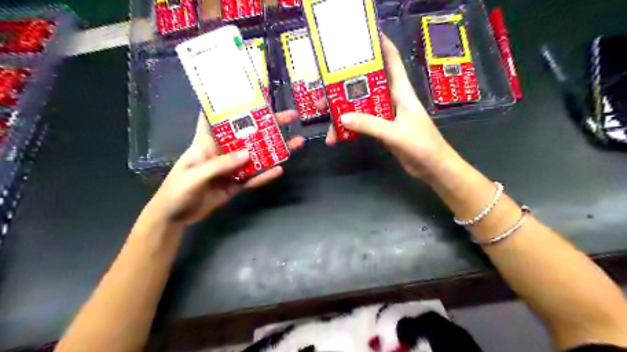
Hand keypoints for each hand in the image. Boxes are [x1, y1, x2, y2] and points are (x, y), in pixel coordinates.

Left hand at [147, 109, 303, 226]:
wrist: (175, 218)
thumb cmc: (177, 191)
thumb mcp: (195, 175)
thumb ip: (220, 165)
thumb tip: (248, 154)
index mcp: (206, 142)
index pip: (218, 117)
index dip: (231, 104)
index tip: (251, 94)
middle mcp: (222, 151)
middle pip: (247, 135)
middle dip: (268, 125)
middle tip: (290, 116)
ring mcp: (232, 168)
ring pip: (256, 157)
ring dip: (274, 151)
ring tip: (296, 142)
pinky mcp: (236, 184)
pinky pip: (253, 178)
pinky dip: (265, 175)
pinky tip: (279, 169)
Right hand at [325, 36, 452, 180]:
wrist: (432, 168)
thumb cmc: (423, 145)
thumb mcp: (396, 133)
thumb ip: (370, 125)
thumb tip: (342, 118)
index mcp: (401, 91)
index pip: (392, 61)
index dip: (380, 45)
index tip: (362, 37)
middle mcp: (392, 99)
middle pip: (366, 85)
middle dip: (345, 86)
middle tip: (323, 92)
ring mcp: (386, 115)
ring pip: (361, 107)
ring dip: (343, 112)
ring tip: (324, 118)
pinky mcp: (382, 130)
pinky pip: (362, 124)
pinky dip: (349, 129)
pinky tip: (336, 137)